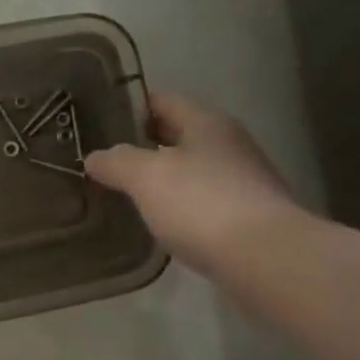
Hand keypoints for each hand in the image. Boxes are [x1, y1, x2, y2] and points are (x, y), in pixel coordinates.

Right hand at [84, 92, 303, 274]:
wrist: (265, 258)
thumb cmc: (202, 204)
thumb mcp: (147, 177)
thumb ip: (117, 162)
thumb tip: (94, 157)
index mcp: (206, 122)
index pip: (163, 101)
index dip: (131, 107)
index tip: (98, 121)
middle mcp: (229, 144)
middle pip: (178, 134)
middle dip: (144, 145)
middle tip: (104, 160)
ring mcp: (242, 181)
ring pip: (191, 169)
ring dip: (162, 178)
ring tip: (126, 193)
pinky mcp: (247, 216)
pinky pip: (203, 202)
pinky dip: (180, 206)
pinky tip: (160, 223)